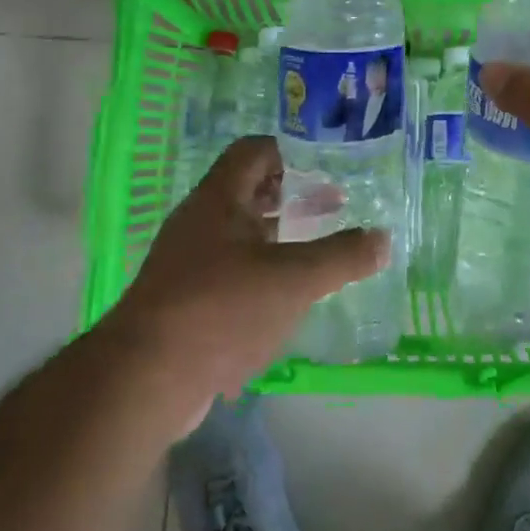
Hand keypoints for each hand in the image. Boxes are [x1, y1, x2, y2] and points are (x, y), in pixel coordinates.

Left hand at [106, 137, 389, 421]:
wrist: (145, 380)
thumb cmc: (222, 309)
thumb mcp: (294, 279)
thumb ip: (342, 256)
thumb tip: (384, 239)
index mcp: (219, 198)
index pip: (254, 151)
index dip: (291, 153)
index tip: (327, 170)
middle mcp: (199, 221)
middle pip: (248, 191)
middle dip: (290, 197)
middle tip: (330, 209)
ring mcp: (186, 262)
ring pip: (238, 234)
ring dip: (276, 238)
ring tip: (314, 253)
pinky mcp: (183, 301)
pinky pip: (227, 272)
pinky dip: (258, 274)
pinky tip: (283, 299)